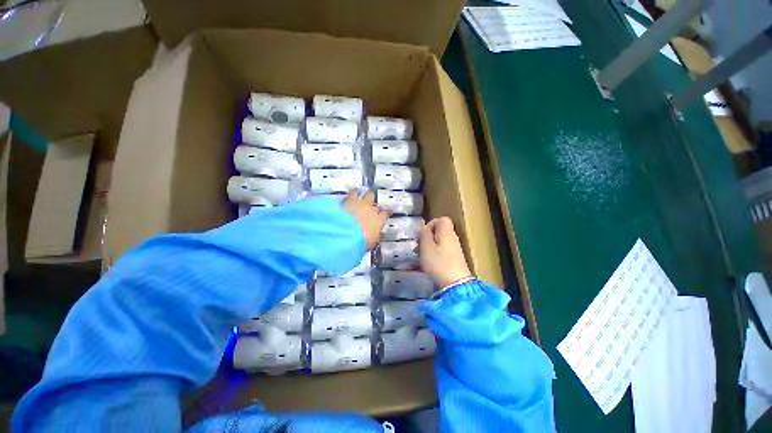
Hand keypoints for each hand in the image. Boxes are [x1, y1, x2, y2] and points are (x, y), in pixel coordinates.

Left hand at [343, 191, 389, 250]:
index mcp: (379, 220)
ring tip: (361, 193)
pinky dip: (351, 194)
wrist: (345, 236)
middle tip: (371, 201)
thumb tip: (377, 236)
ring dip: (363, 194)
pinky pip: (352, 193)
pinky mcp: (347, 200)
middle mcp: (371, 209)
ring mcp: (359, 203)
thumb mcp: (371, 242)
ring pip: (365, 193)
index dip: (386, 212)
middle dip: (373, 200)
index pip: (386, 213)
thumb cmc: (360, 242)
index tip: (386, 212)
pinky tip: (349, 196)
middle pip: (375, 200)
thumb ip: (375, 236)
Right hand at [419, 217, 472, 286]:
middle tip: (417, 246)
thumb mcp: (426, 247)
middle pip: (439, 231)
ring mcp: (454, 250)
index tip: (422, 234)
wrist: (455, 285)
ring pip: (439, 243)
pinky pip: (441, 252)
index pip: (442, 219)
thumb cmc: (438, 263)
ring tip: (418, 256)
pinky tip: (425, 264)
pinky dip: (432, 255)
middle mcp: (452, 239)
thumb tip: (423, 228)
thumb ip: (424, 234)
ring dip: (427, 247)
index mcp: (447, 233)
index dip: (430, 224)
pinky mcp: (454, 261)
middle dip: (426, 237)